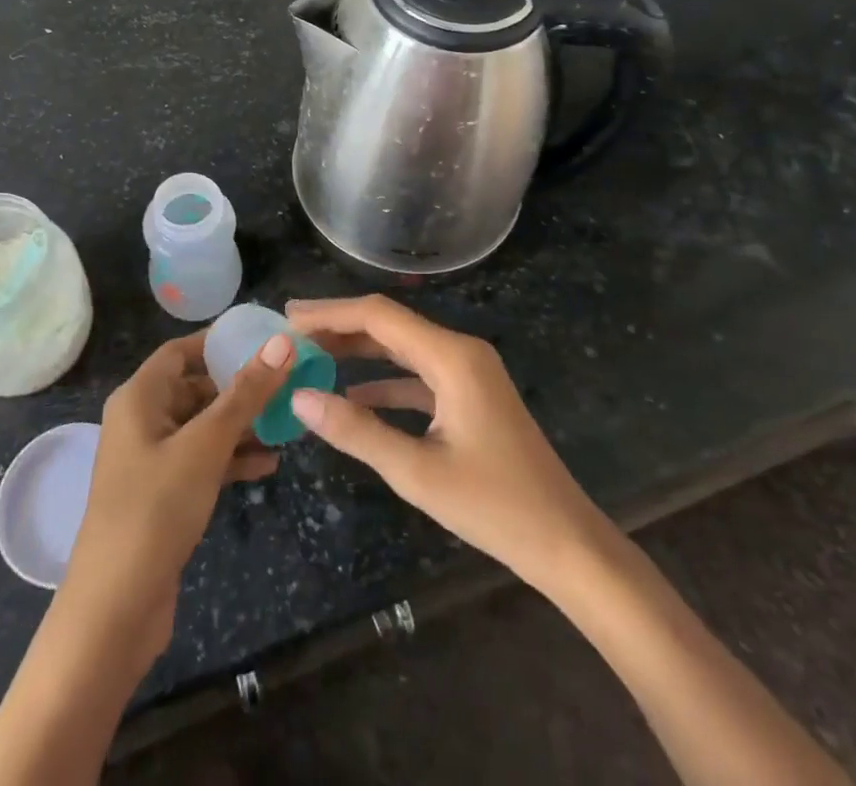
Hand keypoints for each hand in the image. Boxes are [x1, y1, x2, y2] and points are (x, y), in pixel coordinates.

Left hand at [57, 329, 292, 669]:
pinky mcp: (161, 495)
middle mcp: (141, 421)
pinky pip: (201, 461)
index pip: (181, 350)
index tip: (265, 341)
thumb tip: (282, 342)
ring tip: (287, 424)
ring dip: (241, 426)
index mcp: (139, 397)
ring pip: (202, 427)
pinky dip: (230, 459)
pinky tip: (269, 466)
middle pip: (194, 387)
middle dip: (239, 388)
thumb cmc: (156, 509)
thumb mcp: (206, 445)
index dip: (219, 342)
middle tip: (287, 385)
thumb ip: (245, 394)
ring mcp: (150, 460)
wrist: (114, 610)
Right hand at [285, 294, 604, 592]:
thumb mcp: (417, 472)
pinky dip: (385, 381)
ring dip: (360, 352)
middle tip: (292, 334)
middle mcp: (460, 351)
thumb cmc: (495, 506)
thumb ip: (356, 431)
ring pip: (403, 349)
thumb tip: (301, 398)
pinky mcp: (471, 396)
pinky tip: (354, 395)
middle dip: (340, 327)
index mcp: (451, 357)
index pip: (379, 316)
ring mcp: (469, 373)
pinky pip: (419, 375)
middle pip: (390, 326)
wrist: (566, 542)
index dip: (331, 312)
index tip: (289, 316)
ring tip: (313, 356)